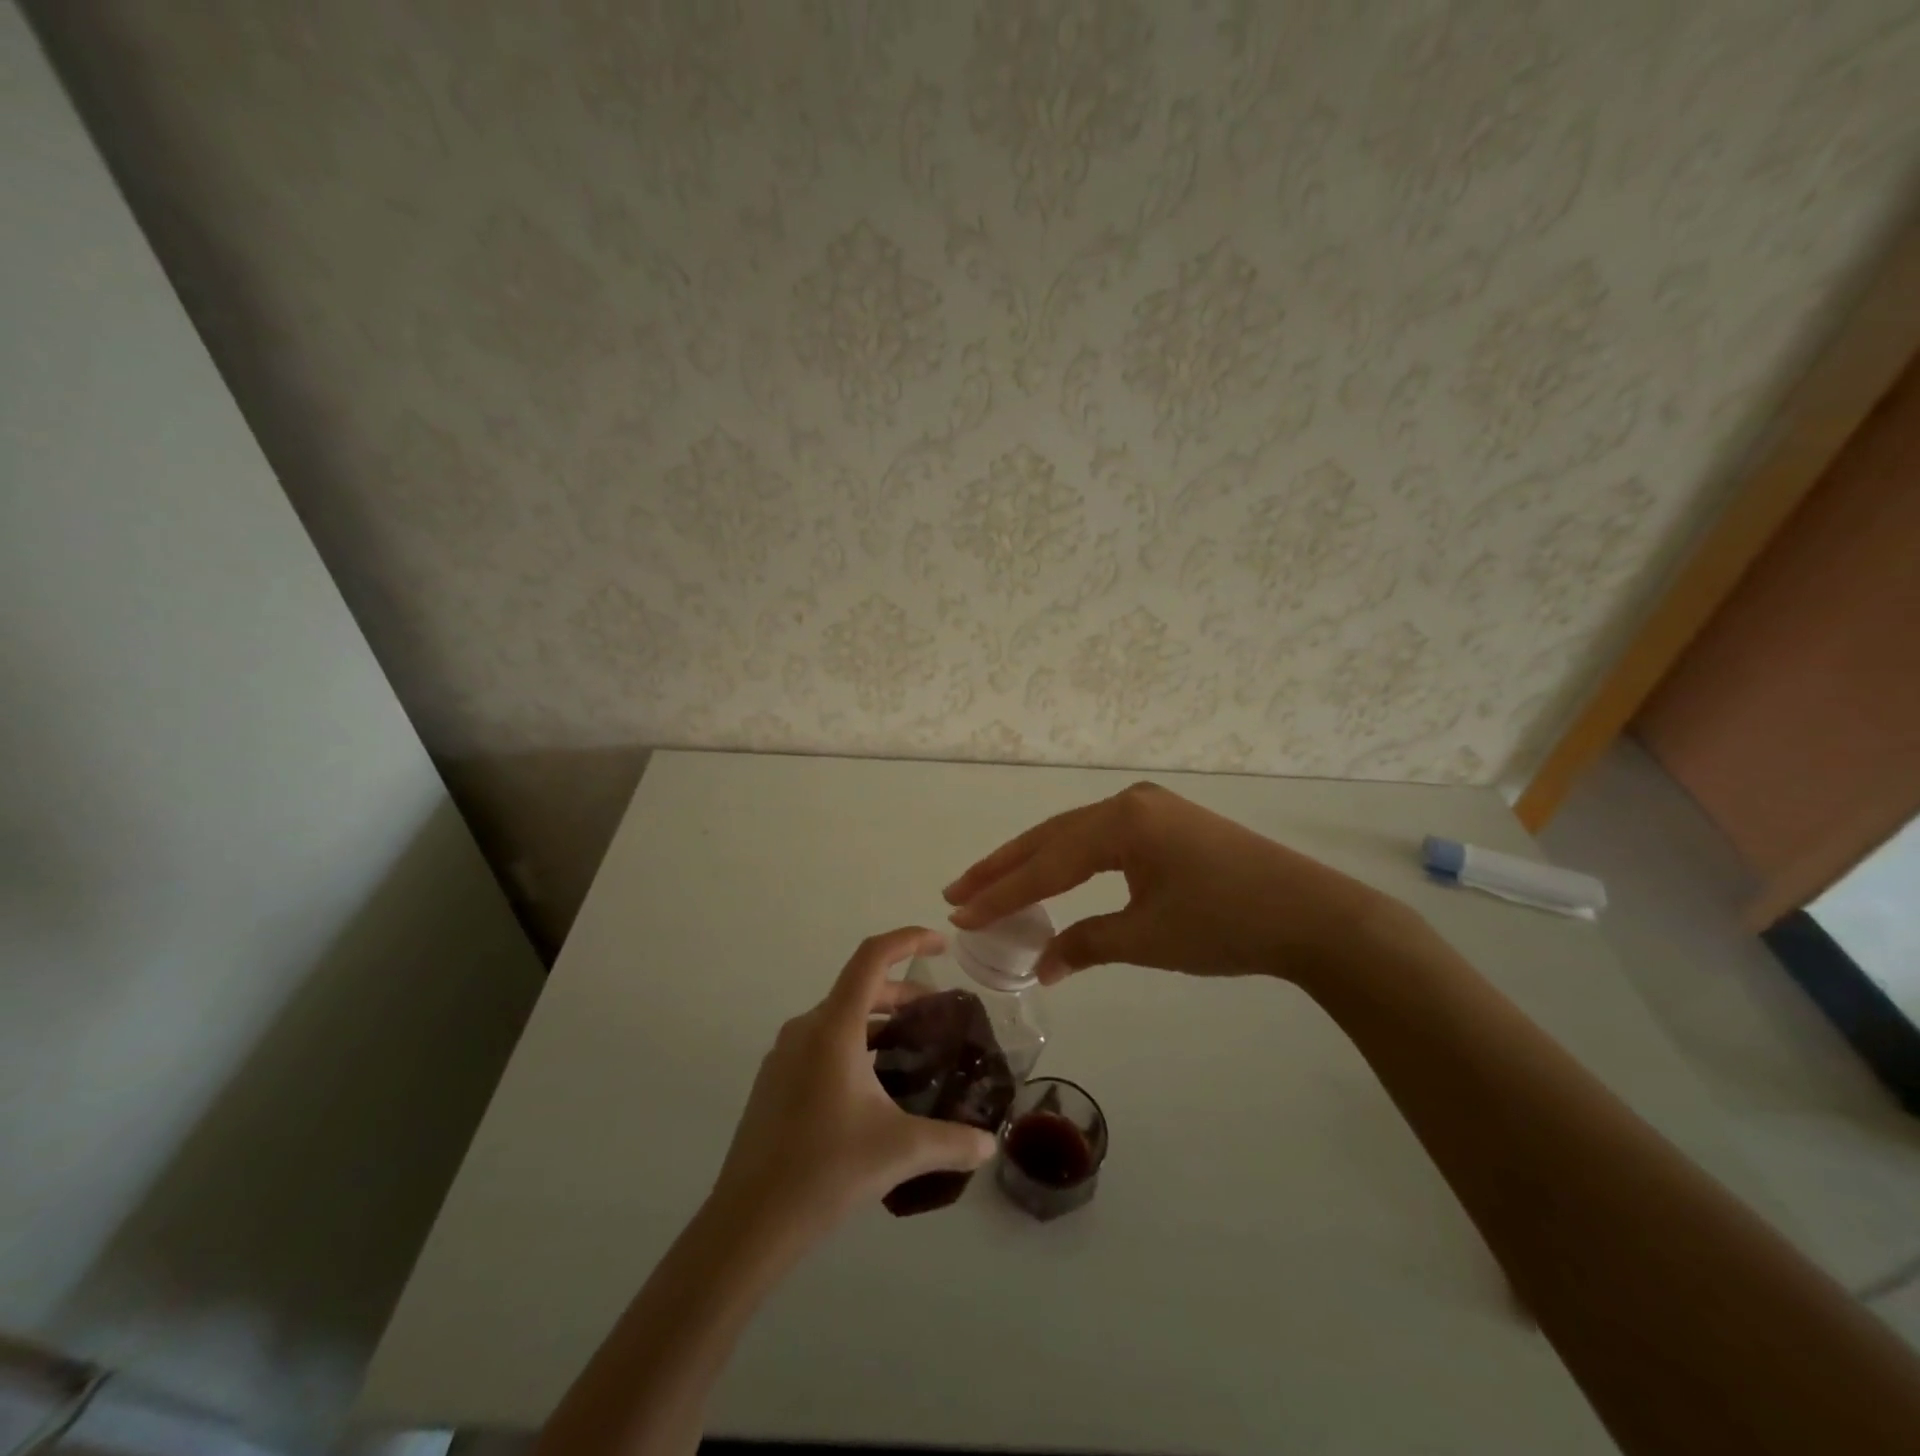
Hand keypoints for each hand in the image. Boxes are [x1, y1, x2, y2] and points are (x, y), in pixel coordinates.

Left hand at [711, 927, 996, 1239]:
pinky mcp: (775, 1080)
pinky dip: (855, 1044)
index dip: (909, 940)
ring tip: (912, 1052)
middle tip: (938, 1016)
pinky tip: (874, 1087)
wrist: (747, 1223)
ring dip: (878, 1022)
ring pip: (840, 1017)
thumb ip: (952, 1142)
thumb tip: (990, 1146)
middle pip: (860, 988)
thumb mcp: (899, 1151)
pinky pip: (822, 1043)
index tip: (943, 946)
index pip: (872, 958)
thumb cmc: (824, 1171)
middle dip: (903, 993)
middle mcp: (806, 1028)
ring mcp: (784, 1054)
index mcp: (834, 1028)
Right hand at [944, 782, 1402, 984]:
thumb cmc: (1226, 924)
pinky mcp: (1166, 822)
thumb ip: (1086, 944)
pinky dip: (1068, 859)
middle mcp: (1129, 803)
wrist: (1313, 915)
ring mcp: (1150, 808)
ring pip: (1074, 835)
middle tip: (957, 892)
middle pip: (1051, 837)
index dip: (1001, 893)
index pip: (1046, 862)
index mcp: (1121, 822)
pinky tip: (1051, 873)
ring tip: (988, 882)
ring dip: (1032, 861)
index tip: (959, 914)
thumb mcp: (1147, 939)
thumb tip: (1040, 965)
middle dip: (1003, 868)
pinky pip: (1101, 839)